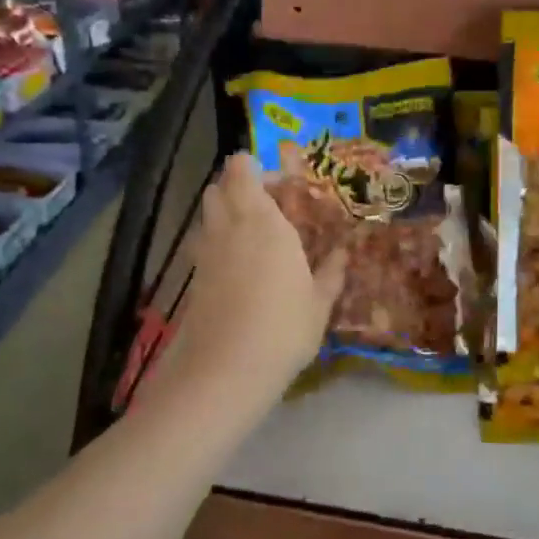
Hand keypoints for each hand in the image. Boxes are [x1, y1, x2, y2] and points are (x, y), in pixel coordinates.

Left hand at [167, 152, 345, 406]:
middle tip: (270, 209)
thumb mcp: (320, 302)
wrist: (226, 369)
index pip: (242, 169)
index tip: (281, 187)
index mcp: (263, 221)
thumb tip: (344, 253)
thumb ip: (332, 272)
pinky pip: (203, 242)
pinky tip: (241, 269)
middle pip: (219, 186)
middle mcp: (229, 226)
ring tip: (255, 238)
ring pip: (208, 213)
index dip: (254, 169)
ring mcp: (206, 251)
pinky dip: (218, 243)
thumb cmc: (283, 328)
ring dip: (226, 213)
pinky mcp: (194, 276)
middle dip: (240, 188)